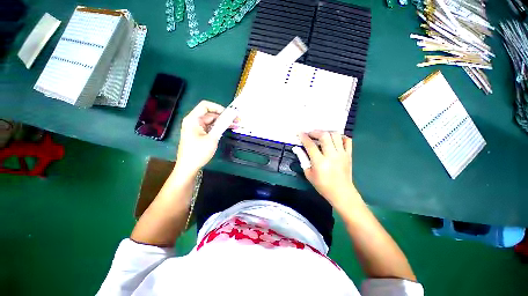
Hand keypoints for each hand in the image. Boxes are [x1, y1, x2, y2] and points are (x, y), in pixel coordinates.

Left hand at [175, 100, 234, 175]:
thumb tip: (231, 116)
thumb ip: (221, 126)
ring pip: (212, 121)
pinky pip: (211, 128)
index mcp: (193, 119)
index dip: (218, 107)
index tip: (229, 113)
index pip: (205, 106)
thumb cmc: (198, 152)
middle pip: (210, 114)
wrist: (188, 167)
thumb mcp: (212, 138)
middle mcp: (194, 121)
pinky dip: (219, 128)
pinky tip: (228, 129)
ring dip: (223, 123)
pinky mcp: (200, 134)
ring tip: (235, 125)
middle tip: (237, 120)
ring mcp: (197, 128)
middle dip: (224, 116)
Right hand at [298, 131, 357, 207]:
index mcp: (320, 162)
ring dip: (326, 132)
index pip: (310, 145)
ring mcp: (342, 154)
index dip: (303, 137)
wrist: (341, 193)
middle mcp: (332, 155)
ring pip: (336, 135)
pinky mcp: (349, 155)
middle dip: (315, 132)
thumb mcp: (308, 174)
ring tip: (320, 135)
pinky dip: (340, 136)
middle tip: (310, 134)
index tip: (299, 132)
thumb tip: (297, 148)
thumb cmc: (322, 185)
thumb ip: (302, 159)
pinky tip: (333, 139)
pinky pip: (347, 140)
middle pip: (324, 136)